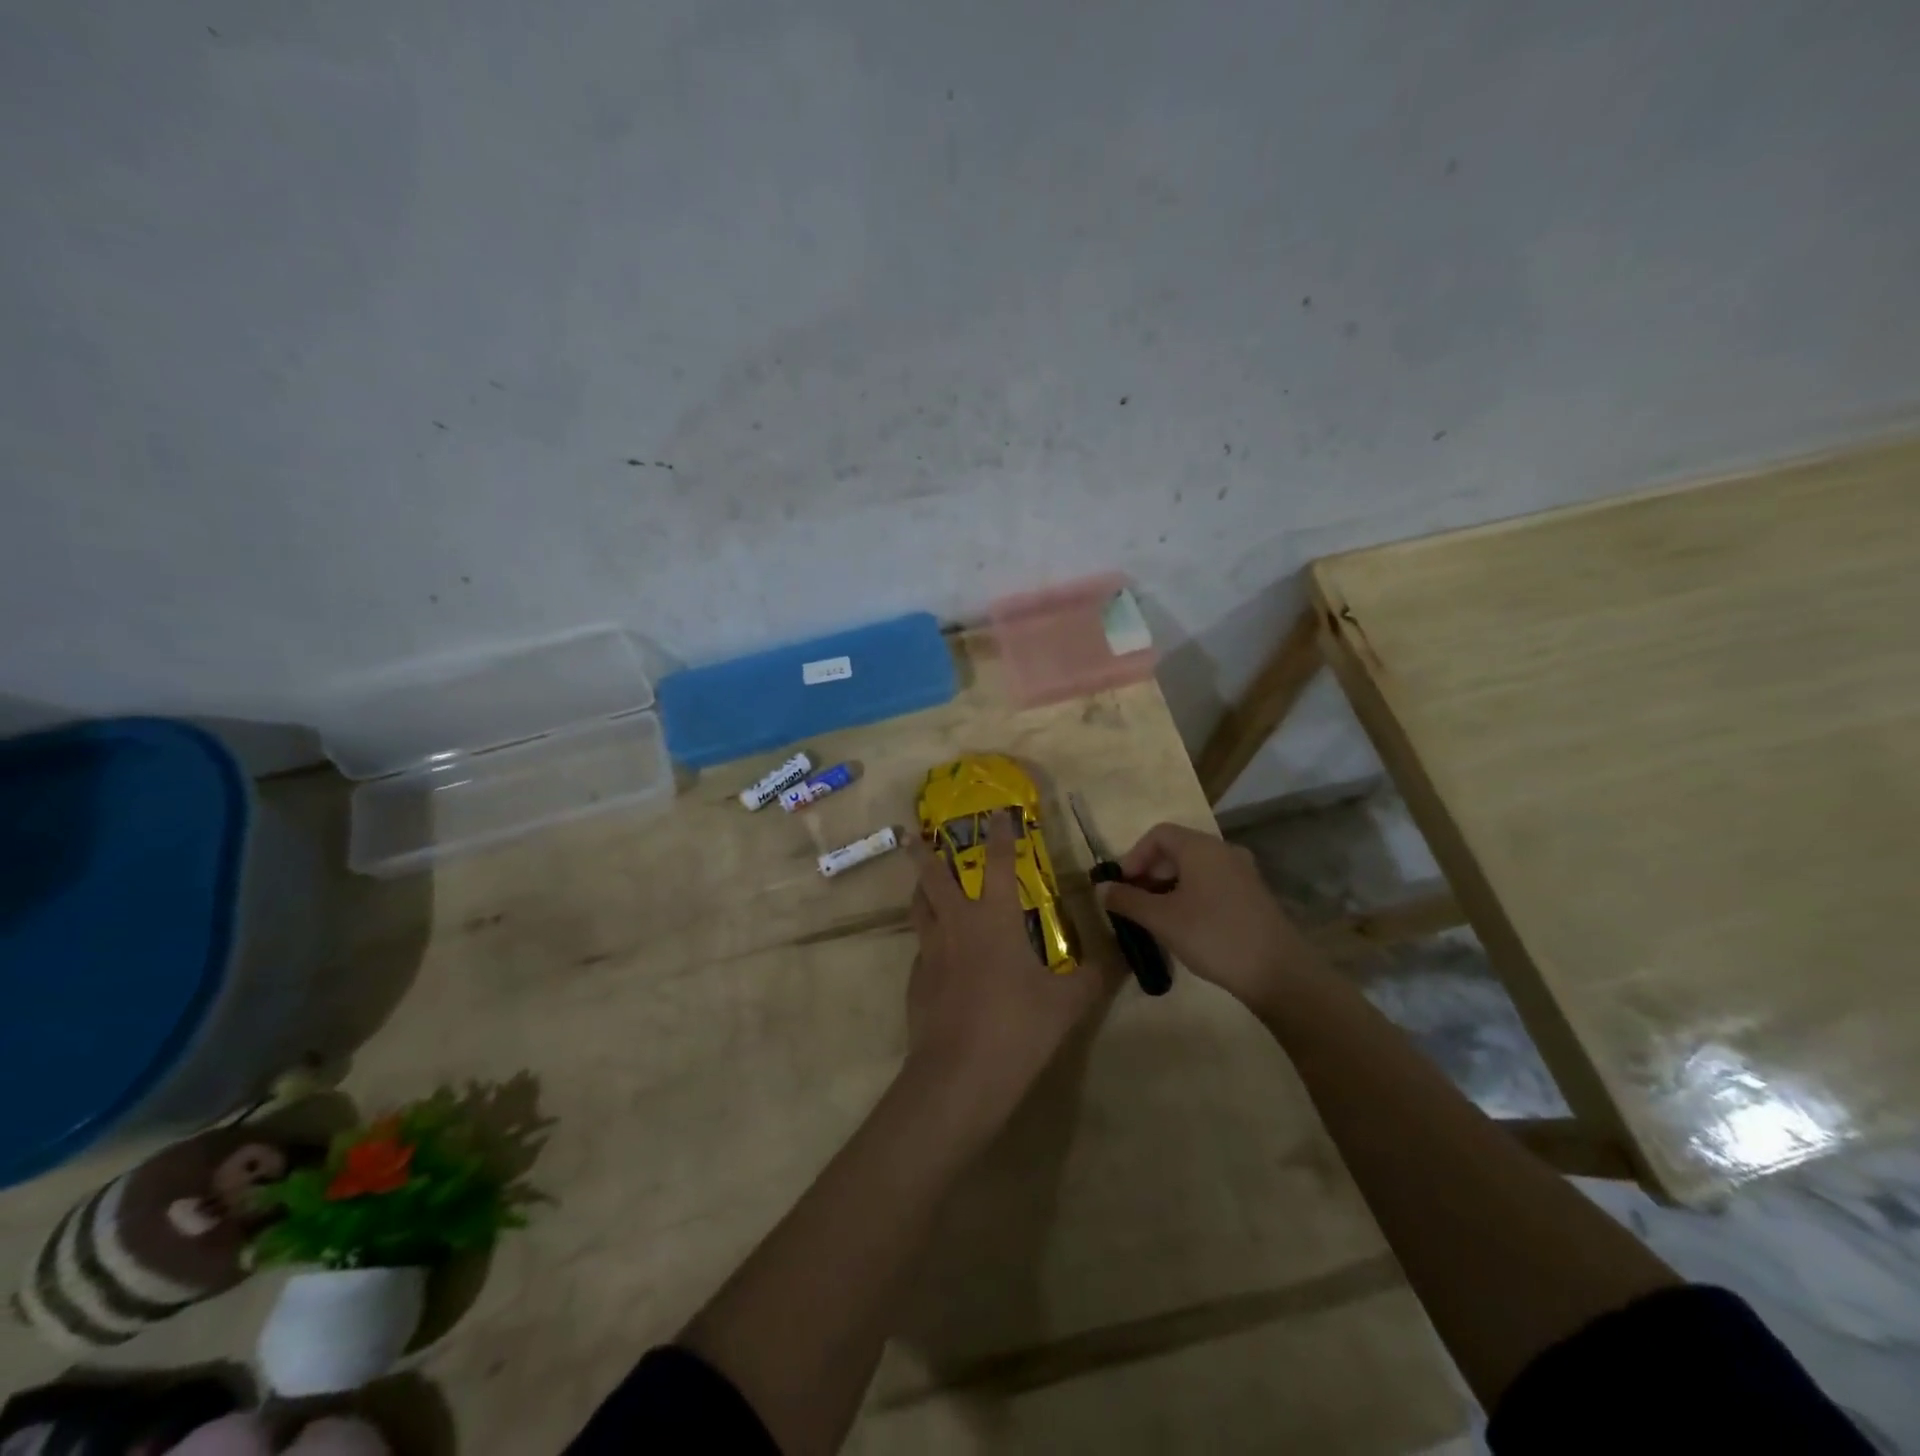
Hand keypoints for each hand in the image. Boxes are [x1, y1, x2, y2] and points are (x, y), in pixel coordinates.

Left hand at [905, 811, 1118, 1117]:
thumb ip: (1095, 977)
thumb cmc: (1018, 1027)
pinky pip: (920, 947)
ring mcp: (931, 952)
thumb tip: (1121, 959)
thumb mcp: (1069, 1003)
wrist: (959, 1074)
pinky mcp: (916, 980)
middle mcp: (957, 925)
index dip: (1001, 836)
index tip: (998, 814)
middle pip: (933, 877)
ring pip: (918, 908)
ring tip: (921, 881)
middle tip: (913, 835)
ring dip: (919, 889)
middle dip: (923, 852)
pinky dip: (927, 938)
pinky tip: (937, 952)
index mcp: (995, 919)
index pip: (999, 864)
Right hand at [1101, 822, 1322, 1012]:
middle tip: (1134, 902)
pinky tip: (1185, 924)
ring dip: (1169, 885)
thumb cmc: (1213, 935)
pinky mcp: (1253, 895)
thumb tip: (1101, 888)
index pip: (1159, 834)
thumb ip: (1127, 900)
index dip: (1134, 856)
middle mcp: (1224, 851)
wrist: (1278, 972)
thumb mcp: (1161, 919)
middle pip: (1177, 849)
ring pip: (1195, 868)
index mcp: (1201, 847)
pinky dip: (1191, 894)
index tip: (1122, 885)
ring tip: (1155, 916)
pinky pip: (1213, 882)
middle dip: (1150, 872)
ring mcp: (1243, 872)